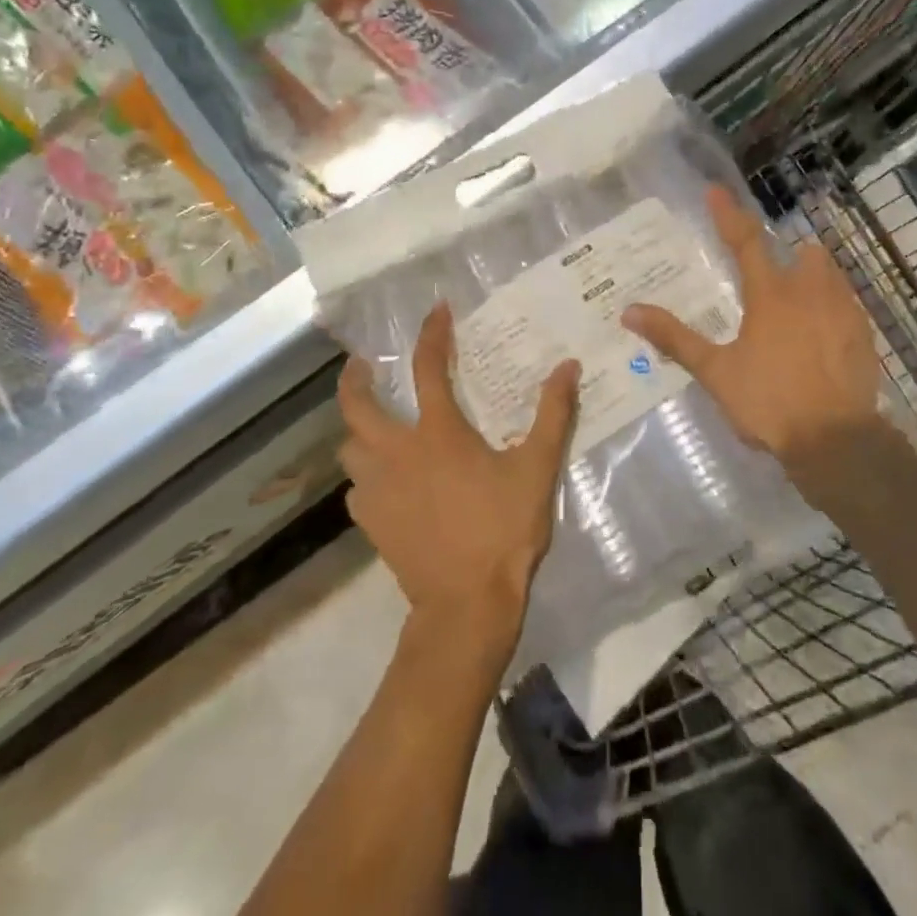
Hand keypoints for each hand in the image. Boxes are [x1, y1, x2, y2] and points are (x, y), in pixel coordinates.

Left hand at [338, 303, 579, 643]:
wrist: (466, 603)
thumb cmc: (503, 528)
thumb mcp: (537, 468)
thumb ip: (554, 414)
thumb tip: (567, 366)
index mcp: (438, 433)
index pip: (427, 367)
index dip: (431, 334)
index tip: (436, 311)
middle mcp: (397, 453)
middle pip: (357, 406)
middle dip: (355, 379)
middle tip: (364, 366)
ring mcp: (377, 490)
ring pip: (349, 448)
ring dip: (358, 431)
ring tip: (374, 426)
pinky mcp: (371, 522)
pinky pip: (357, 488)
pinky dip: (366, 476)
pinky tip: (385, 483)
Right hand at [623, 184, 879, 477]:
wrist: (835, 441)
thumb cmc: (769, 402)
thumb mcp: (715, 372)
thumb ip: (675, 338)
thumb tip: (630, 311)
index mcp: (770, 295)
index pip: (745, 242)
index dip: (728, 214)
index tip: (715, 190)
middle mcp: (810, 292)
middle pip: (804, 252)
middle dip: (790, 255)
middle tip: (772, 277)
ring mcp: (844, 311)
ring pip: (831, 275)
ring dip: (814, 278)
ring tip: (799, 304)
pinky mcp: (864, 335)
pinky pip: (849, 305)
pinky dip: (834, 308)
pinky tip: (824, 335)